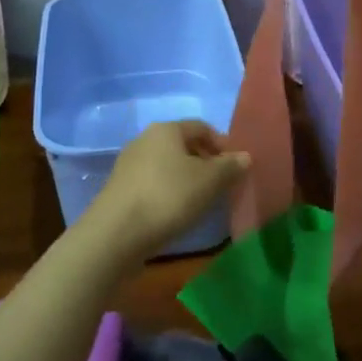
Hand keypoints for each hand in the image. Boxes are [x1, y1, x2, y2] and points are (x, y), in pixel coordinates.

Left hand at [84, 121, 249, 263]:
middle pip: (182, 145)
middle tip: (222, 185)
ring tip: (201, 201)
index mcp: (166, 129)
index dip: (222, 144)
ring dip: (186, 179)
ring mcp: (128, 165)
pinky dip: (168, 192)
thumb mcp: (208, 182)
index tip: (236, 167)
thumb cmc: (168, 197)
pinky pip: (153, 183)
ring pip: (167, 165)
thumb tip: (245, 156)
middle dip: (205, 162)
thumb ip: (229, 167)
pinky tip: (176, 213)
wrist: (115, 234)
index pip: (201, 127)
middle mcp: (144, 140)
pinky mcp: (120, 189)